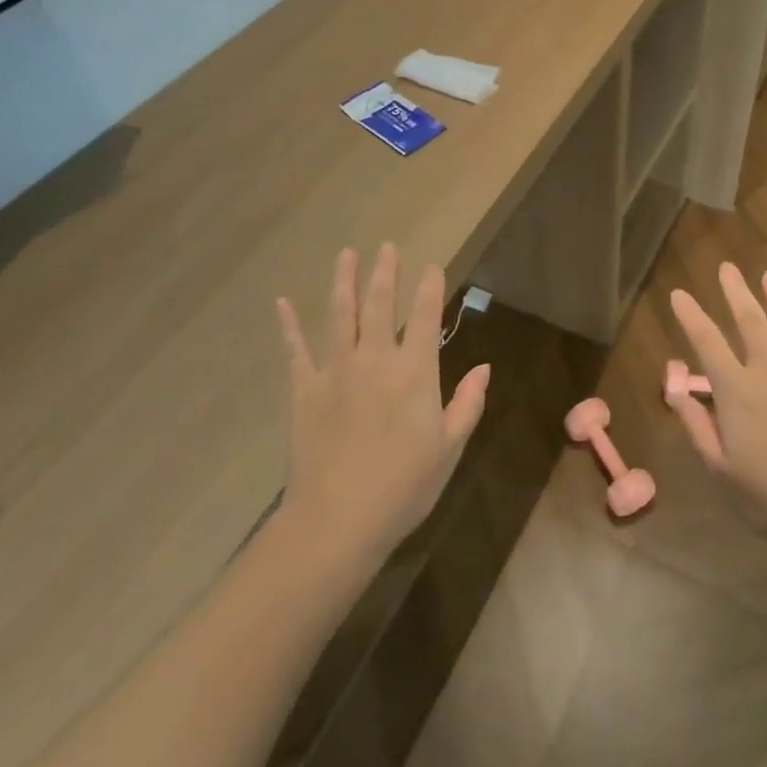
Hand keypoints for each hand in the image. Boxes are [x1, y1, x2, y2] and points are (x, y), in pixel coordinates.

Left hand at [277, 245, 488, 565]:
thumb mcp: (449, 448)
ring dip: (343, 282)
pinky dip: (289, 325)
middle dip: (385, 273)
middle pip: (380, 305)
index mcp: (415, 373)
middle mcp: (375, 360)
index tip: (432, 265)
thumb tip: (484, 367)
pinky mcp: (304, 390)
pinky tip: (282, 302)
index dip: (430, 289)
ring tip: (346, 254)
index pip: (425, 318)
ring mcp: (335, 372)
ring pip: (339, 316)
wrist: (337, 521)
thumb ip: (468, 404)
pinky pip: (296, 350)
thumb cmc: (403, 487)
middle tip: (387, 245)